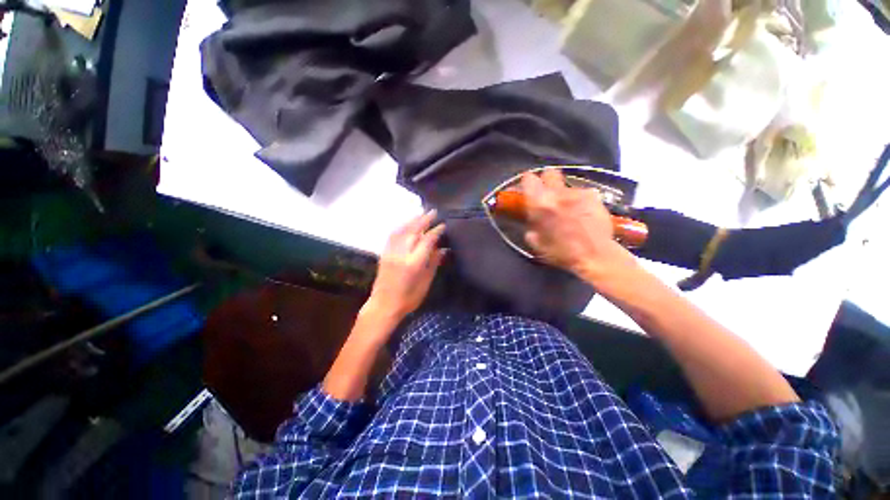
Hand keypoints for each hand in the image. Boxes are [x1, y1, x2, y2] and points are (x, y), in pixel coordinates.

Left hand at [367, 211, 446, 322]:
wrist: (384, 305)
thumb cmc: (409, 298)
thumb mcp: (425, 283)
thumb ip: (433, 264)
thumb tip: (443, 249)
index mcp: (414, 263)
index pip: (427, 240)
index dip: (436, 231)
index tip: (443, 225)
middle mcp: (401, 254)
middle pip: (413, 231)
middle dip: (424, 219)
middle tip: (433, 211)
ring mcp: (391, 252)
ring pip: (402, 230)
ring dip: (412, 220)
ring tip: (421, 214)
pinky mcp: (384, 253)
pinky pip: (393, 235)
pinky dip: (401, 226)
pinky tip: (406, 224)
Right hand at [522, 170, 634, 280]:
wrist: (595, 256)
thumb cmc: (561, 253)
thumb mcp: (537, 244)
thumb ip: (531, 227)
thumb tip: (531, 221)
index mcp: (540, 204)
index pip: (528, 179)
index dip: (527, 183)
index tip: (527, 190)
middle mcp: (558, 193)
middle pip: (549, 173)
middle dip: (546, 180)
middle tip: (547, 194)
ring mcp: (578, 193)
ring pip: (567, 186)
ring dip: (564, 194)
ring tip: (569, 209)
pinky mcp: (594, 196)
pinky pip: (582, 193)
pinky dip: (580, 200)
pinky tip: (583, 213)